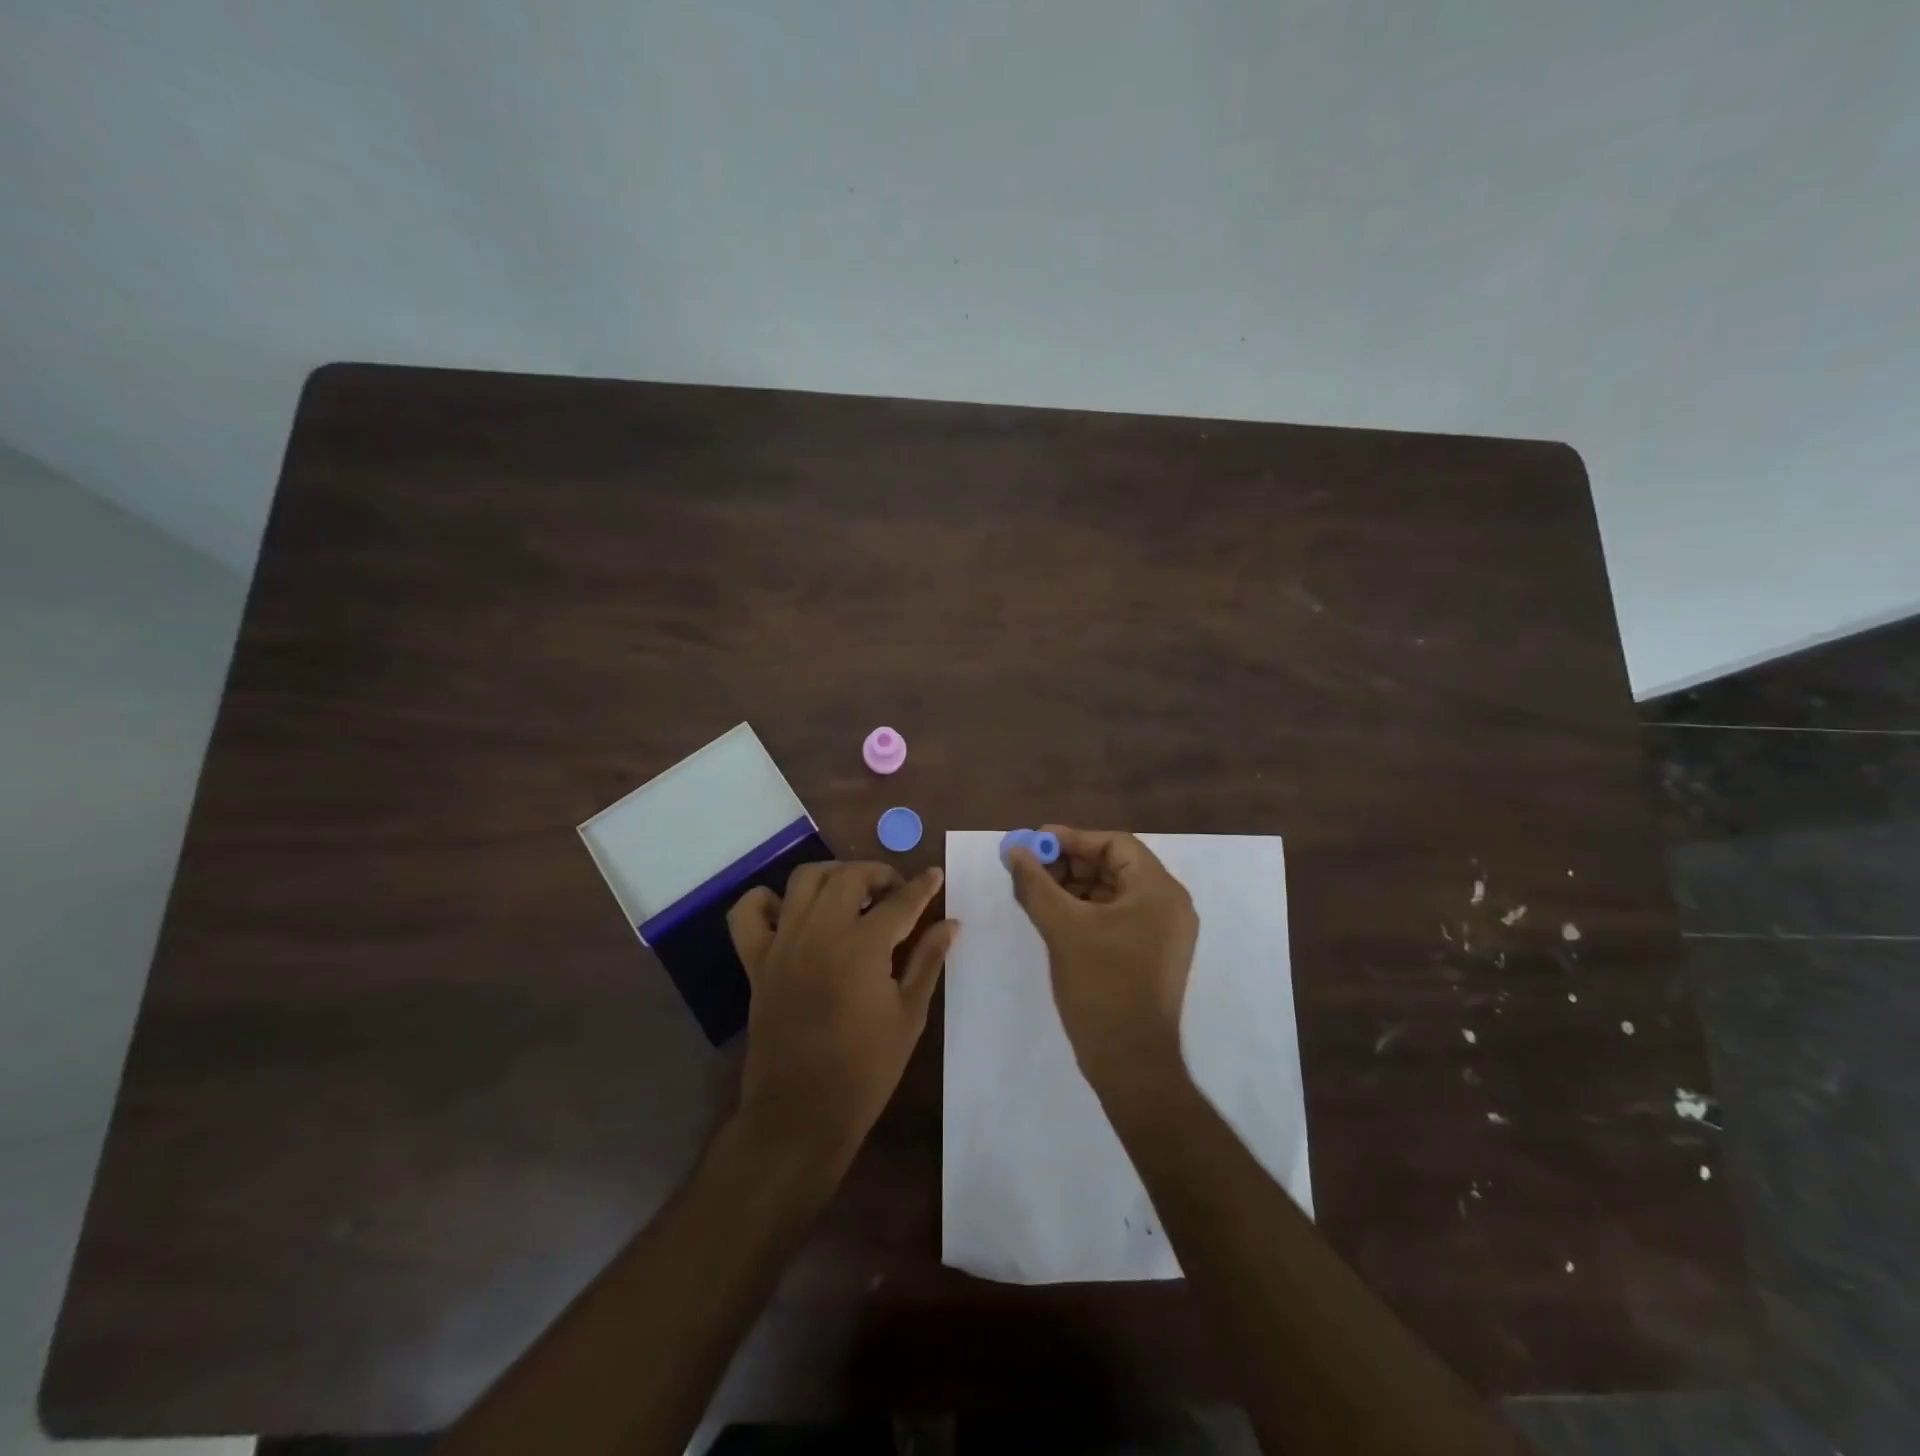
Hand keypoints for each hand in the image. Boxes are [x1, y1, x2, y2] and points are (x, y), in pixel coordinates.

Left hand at [727, 862, 957, 1168]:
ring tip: (851, 894)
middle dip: (879, 874)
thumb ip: (928, 961)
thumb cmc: (865, 1069)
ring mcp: (783, 943)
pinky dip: (765, 900)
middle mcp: (820, 931)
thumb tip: (950, 924)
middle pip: (849, 876)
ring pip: (804, 879)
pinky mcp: (757, 961)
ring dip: (833, 875)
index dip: (923, 886)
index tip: (935, 876)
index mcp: (863, 946)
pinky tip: (790, 911)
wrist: (801, 1112)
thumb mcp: (909, 1015)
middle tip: (896, 892)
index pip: (900, 901)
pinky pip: (749, 913)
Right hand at [1007, 827, 1197, 1091]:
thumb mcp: (1062, 927)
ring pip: (1113, 892)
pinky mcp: (1152, 955)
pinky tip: (1053, 916)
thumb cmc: (1101, 986)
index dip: (1072, 839)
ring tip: (1035, 891)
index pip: (1115, 844)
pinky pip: (1117, 917)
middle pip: (1115, 866)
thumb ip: (1036, 883)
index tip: (1035, 842)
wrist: (1131, 1062)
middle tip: (1030, 867)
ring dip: (1074, 887)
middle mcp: (1169, 905)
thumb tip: (1015, 851)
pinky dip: (1086, 911)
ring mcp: (1163, 933)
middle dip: (1070, 863)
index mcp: (1159, 890)